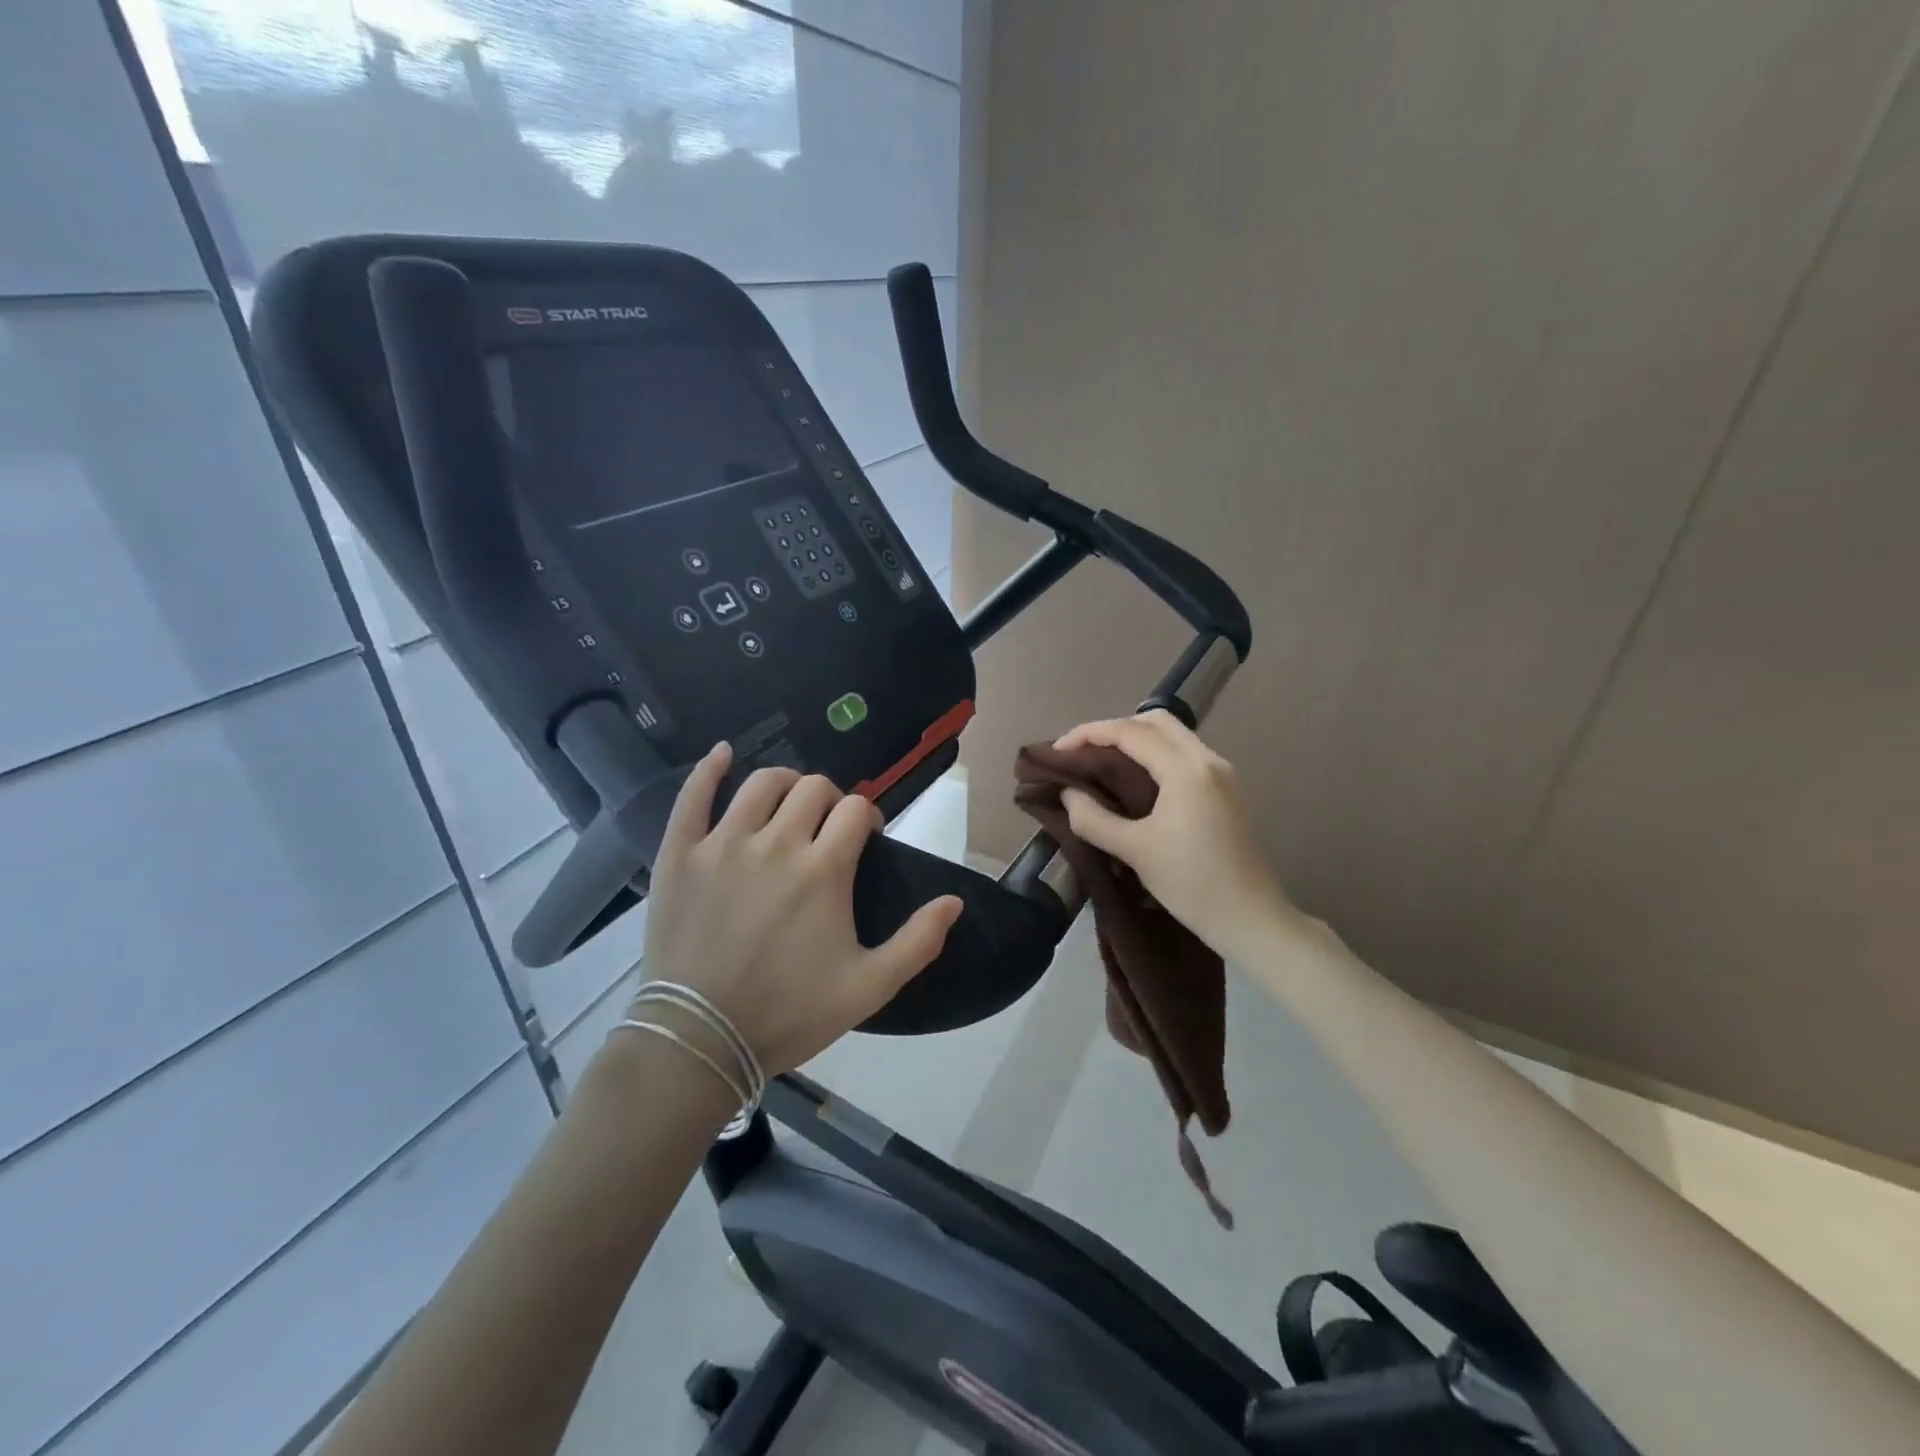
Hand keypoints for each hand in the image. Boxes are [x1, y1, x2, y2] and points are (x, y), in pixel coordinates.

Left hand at [637, 743, 962, 1074]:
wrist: (700, 1041)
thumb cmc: (789, 1013)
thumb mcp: (869, 987)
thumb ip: (918, 942)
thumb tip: (954, 901)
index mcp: (823, 869)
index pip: (856, 810)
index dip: (867, 817)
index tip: (865, 839)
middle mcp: (776, 842)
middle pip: (813, 788)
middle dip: (831, 800)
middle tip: (827, 828)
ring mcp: (723, 844)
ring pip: (761, 783)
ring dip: (785, 783)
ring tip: (788, 803)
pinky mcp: (681, 854)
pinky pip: (693, 796)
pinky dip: (709, 769)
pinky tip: (723, 754)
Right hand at [1054, 711, 1292, 955]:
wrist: (1251, 919)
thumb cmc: (1191, 883)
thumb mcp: (1134, 851)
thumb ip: (1093, 818)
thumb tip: (1068, 793)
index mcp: (1186, 769)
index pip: (1130, 732)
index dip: (1089, 734)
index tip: (1058, 751)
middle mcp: (1208, 760)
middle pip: (1156, 722)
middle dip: (1114, 729)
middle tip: (1084, 753)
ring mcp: (1223, 774)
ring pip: (1174, 736)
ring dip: (1137, 740)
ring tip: (1104, 765)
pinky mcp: (1228, 791)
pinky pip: (1185, 755)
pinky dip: (1156, 755)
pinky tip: (1137, 781)